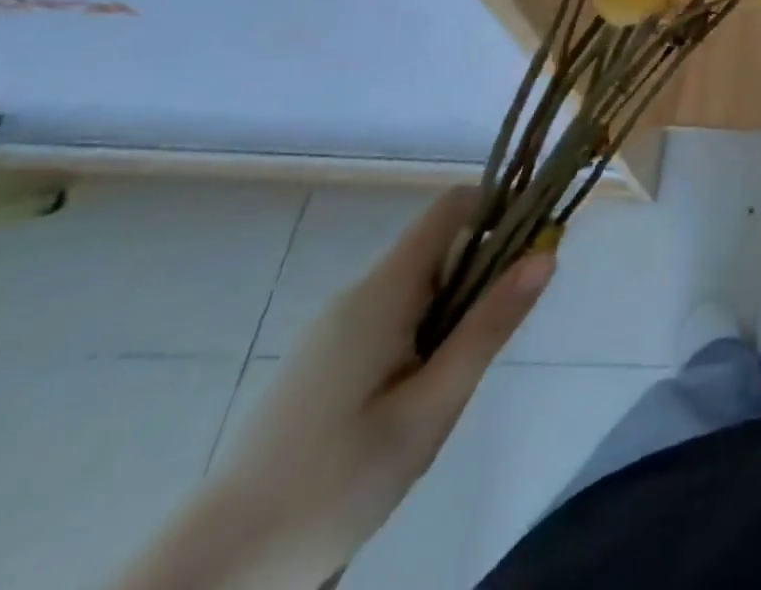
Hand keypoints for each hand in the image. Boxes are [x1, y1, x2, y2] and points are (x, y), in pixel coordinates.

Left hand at [114, 189, 553, 589]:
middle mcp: (358, 294)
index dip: (501, 208)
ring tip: (457, 378)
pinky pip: (395, 317)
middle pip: (441, 246)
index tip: (536, 244)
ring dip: (457, 308)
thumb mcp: (431, 407)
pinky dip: (426, 332)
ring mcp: (336, 328)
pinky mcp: (325, 360)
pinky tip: (418, 397)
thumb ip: (489, 325)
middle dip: (485, 270)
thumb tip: (546, 253)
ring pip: (421, 287)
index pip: (452, 208)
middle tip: (503, 331)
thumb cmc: (335, 484)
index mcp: (383, 292)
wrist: (213, 575)